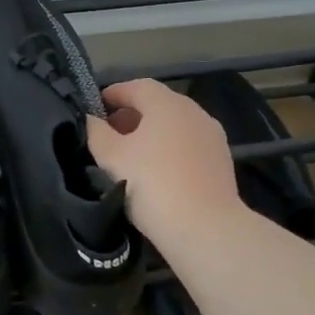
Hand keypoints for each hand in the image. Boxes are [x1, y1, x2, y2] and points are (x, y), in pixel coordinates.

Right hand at [85, 78, 240, 244]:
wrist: (205, 228)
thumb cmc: (152, 184)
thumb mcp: (111, 157)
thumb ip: (97, 132)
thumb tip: (92, 119)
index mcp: (167, 104)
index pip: (137, 86)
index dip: (114, 94)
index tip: (96, 106)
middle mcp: (194, 112)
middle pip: (159, 104)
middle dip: (132, 114)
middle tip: (109, 132)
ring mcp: (212, 137)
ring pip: (175, 126)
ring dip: (152, 132)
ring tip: (130, 154)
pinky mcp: (222, 162)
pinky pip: (189, 145)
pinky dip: (170, 149)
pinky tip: (157, 171)